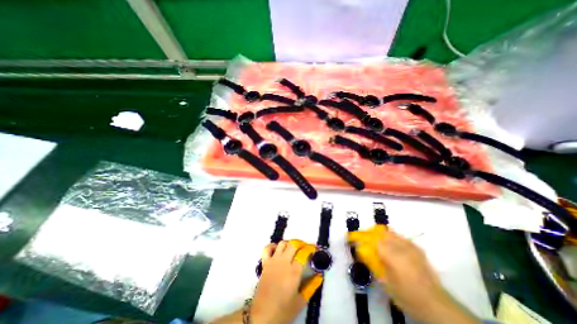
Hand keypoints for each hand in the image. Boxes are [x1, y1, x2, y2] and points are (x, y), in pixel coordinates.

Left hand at [252, 239, 319, 322]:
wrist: (262, 316)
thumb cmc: (283, 310)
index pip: (303, 253)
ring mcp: (273, 261)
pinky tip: (277, 250)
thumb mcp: (301, 301)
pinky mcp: (265, 263)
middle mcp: (284, 262)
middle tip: (304, 248)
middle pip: (293, 244)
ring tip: (293, 249)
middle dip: (301, 243)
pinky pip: (267, 248)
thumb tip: (320, 275)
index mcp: (294, 271)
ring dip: (289, 244)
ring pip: (282, 243)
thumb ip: (312, 286)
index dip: (310, 248)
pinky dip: (273, 246)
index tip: (314, 249)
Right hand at [349, 225, 480, 323]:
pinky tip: (392, 243)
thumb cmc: (406, 295)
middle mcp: (400, 246)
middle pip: (381, 233)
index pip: (372, 240)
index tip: (353, 237)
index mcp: (391, 255)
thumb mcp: (385, 282)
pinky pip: (402, 238)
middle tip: (363, 237)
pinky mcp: (418, 249)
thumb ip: (374, 264)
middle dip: (370, 233)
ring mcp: (410, 247)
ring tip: (376, 238)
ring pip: (391, 233)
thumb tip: (363, 252)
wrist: (436, 305)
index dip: (361, 237)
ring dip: (381, 233)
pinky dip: (393, 237)